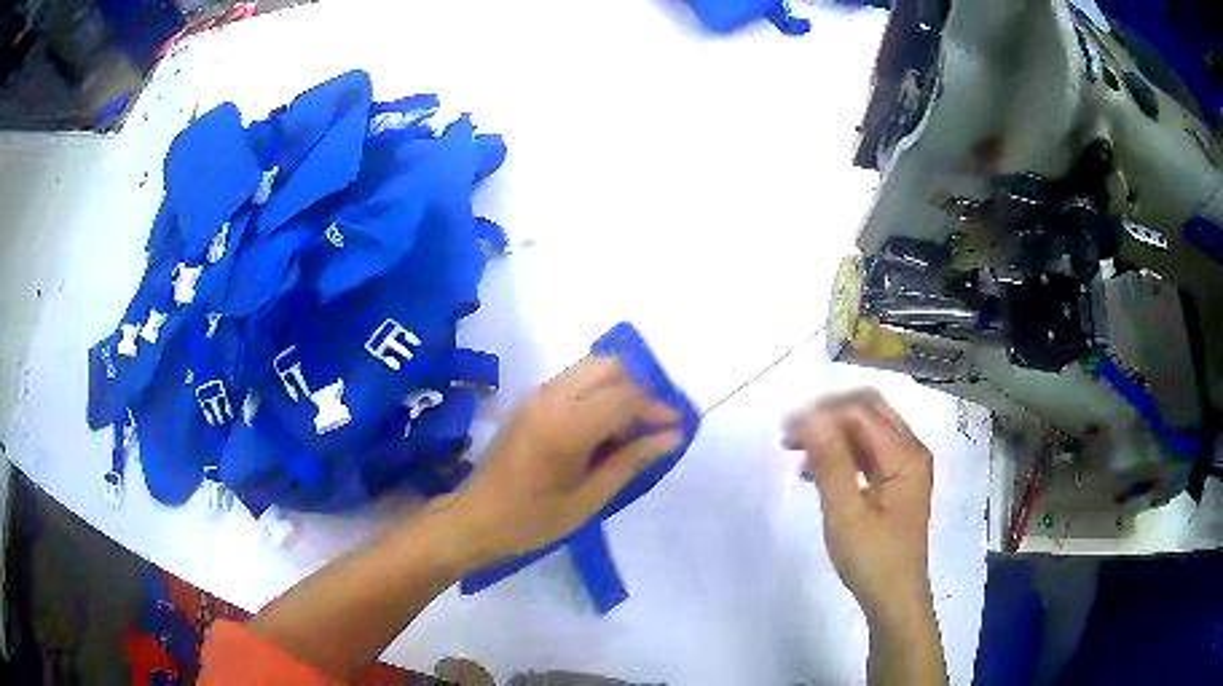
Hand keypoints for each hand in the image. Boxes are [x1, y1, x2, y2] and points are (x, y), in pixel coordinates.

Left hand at [452, 356, 680, 564]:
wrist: (476, 518)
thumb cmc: (533, 519)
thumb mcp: (589, 499)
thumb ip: (631, 462)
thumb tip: (672, 436)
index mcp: (567, 425)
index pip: (625, 396)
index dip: (657, 408)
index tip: (676, 429)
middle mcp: (551, 398)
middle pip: (609, 367)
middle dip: (638, 390)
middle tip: (652, 427)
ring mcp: (537, 395)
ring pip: (591, 368)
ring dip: (618, 389)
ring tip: (630, 431)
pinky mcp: (530, 401)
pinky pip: (574, 380)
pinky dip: (598, 392)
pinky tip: (603, 429)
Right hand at [783, 389, 933, 624]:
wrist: (894, 599)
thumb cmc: (872, 560)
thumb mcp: (846, 513)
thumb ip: (831, 462)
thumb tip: (811, 416)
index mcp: (905, 455)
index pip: (861, 412)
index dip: (823, 414)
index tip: (786, 431)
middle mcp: (911, 451)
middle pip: (869, 411)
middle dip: (829, 415)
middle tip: (792, 434)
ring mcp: (906, 467)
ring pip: (868, 431)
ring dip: (833, 434)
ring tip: (796, 453)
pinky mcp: (896, 483)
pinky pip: (869, 453)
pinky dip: (842, 454)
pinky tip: (815, 472)